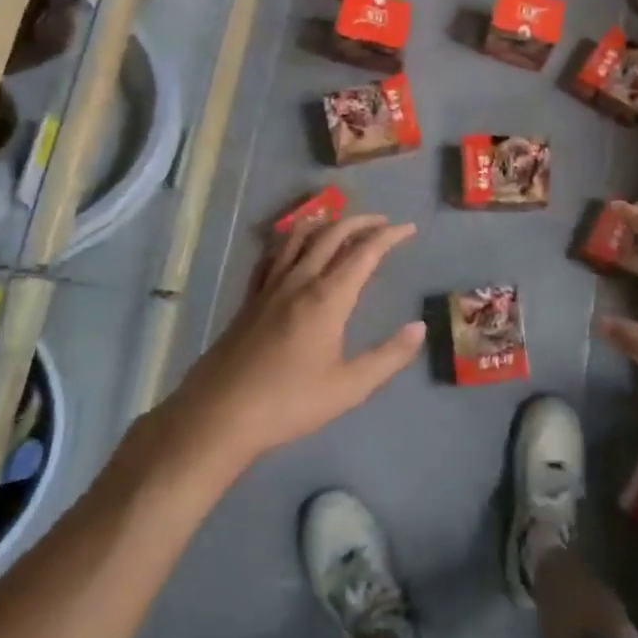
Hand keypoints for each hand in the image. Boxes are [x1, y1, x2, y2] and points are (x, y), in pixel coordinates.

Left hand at [148, 215, 423, 478]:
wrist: (218, 415)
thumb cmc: (288, 403)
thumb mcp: (349, 387)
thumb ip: (388, 356)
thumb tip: (419, 327)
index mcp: (327, 298)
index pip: (365, 252)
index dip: (389, 236)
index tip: (409, 228)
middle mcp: (299, 281)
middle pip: (332, 234)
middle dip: (361, 222)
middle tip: (383, 222)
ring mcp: (270, 287)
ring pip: (299, 237)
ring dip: (326, 223)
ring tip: (342, 222)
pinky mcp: (250, 298)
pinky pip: (272, 254)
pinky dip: (290, 239)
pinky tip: (292, 245)